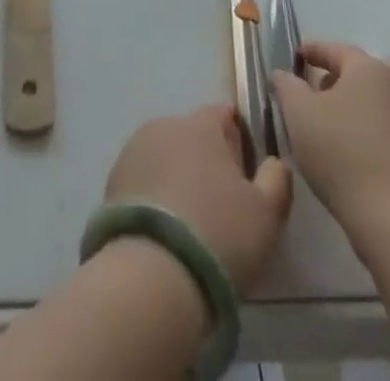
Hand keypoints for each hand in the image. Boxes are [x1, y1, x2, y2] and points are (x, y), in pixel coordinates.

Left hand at [104, 105, 293, 290]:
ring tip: (190, 224)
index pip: (223, 115)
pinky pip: (143, 180)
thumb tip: (274, 162)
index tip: (245, 175)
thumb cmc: (219, 235)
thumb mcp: (266, 213)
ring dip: (177, 177)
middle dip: (206, 161)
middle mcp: (164, 125)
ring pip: (165, 156)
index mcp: (201, 124)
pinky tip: (164, 232)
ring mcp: (133, 150)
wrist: (153, 274)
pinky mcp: (112, 180)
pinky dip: (155, 196)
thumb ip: (277, 178)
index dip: (238, 141)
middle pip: (192, 136)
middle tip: (220, 206)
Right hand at [272, 42, 389, 233]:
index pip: (336, 49)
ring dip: (365, 100)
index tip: (298, 57)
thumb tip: (283, 74)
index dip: (314, 51)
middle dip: (344, 75)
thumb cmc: (342, 156)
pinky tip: (364, 147)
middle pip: (367, 69)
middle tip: (321, 92)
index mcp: (369, 68)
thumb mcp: (298, 116)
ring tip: (343, 122)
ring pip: (386, 95)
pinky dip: (380, 124)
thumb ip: (286, 86)